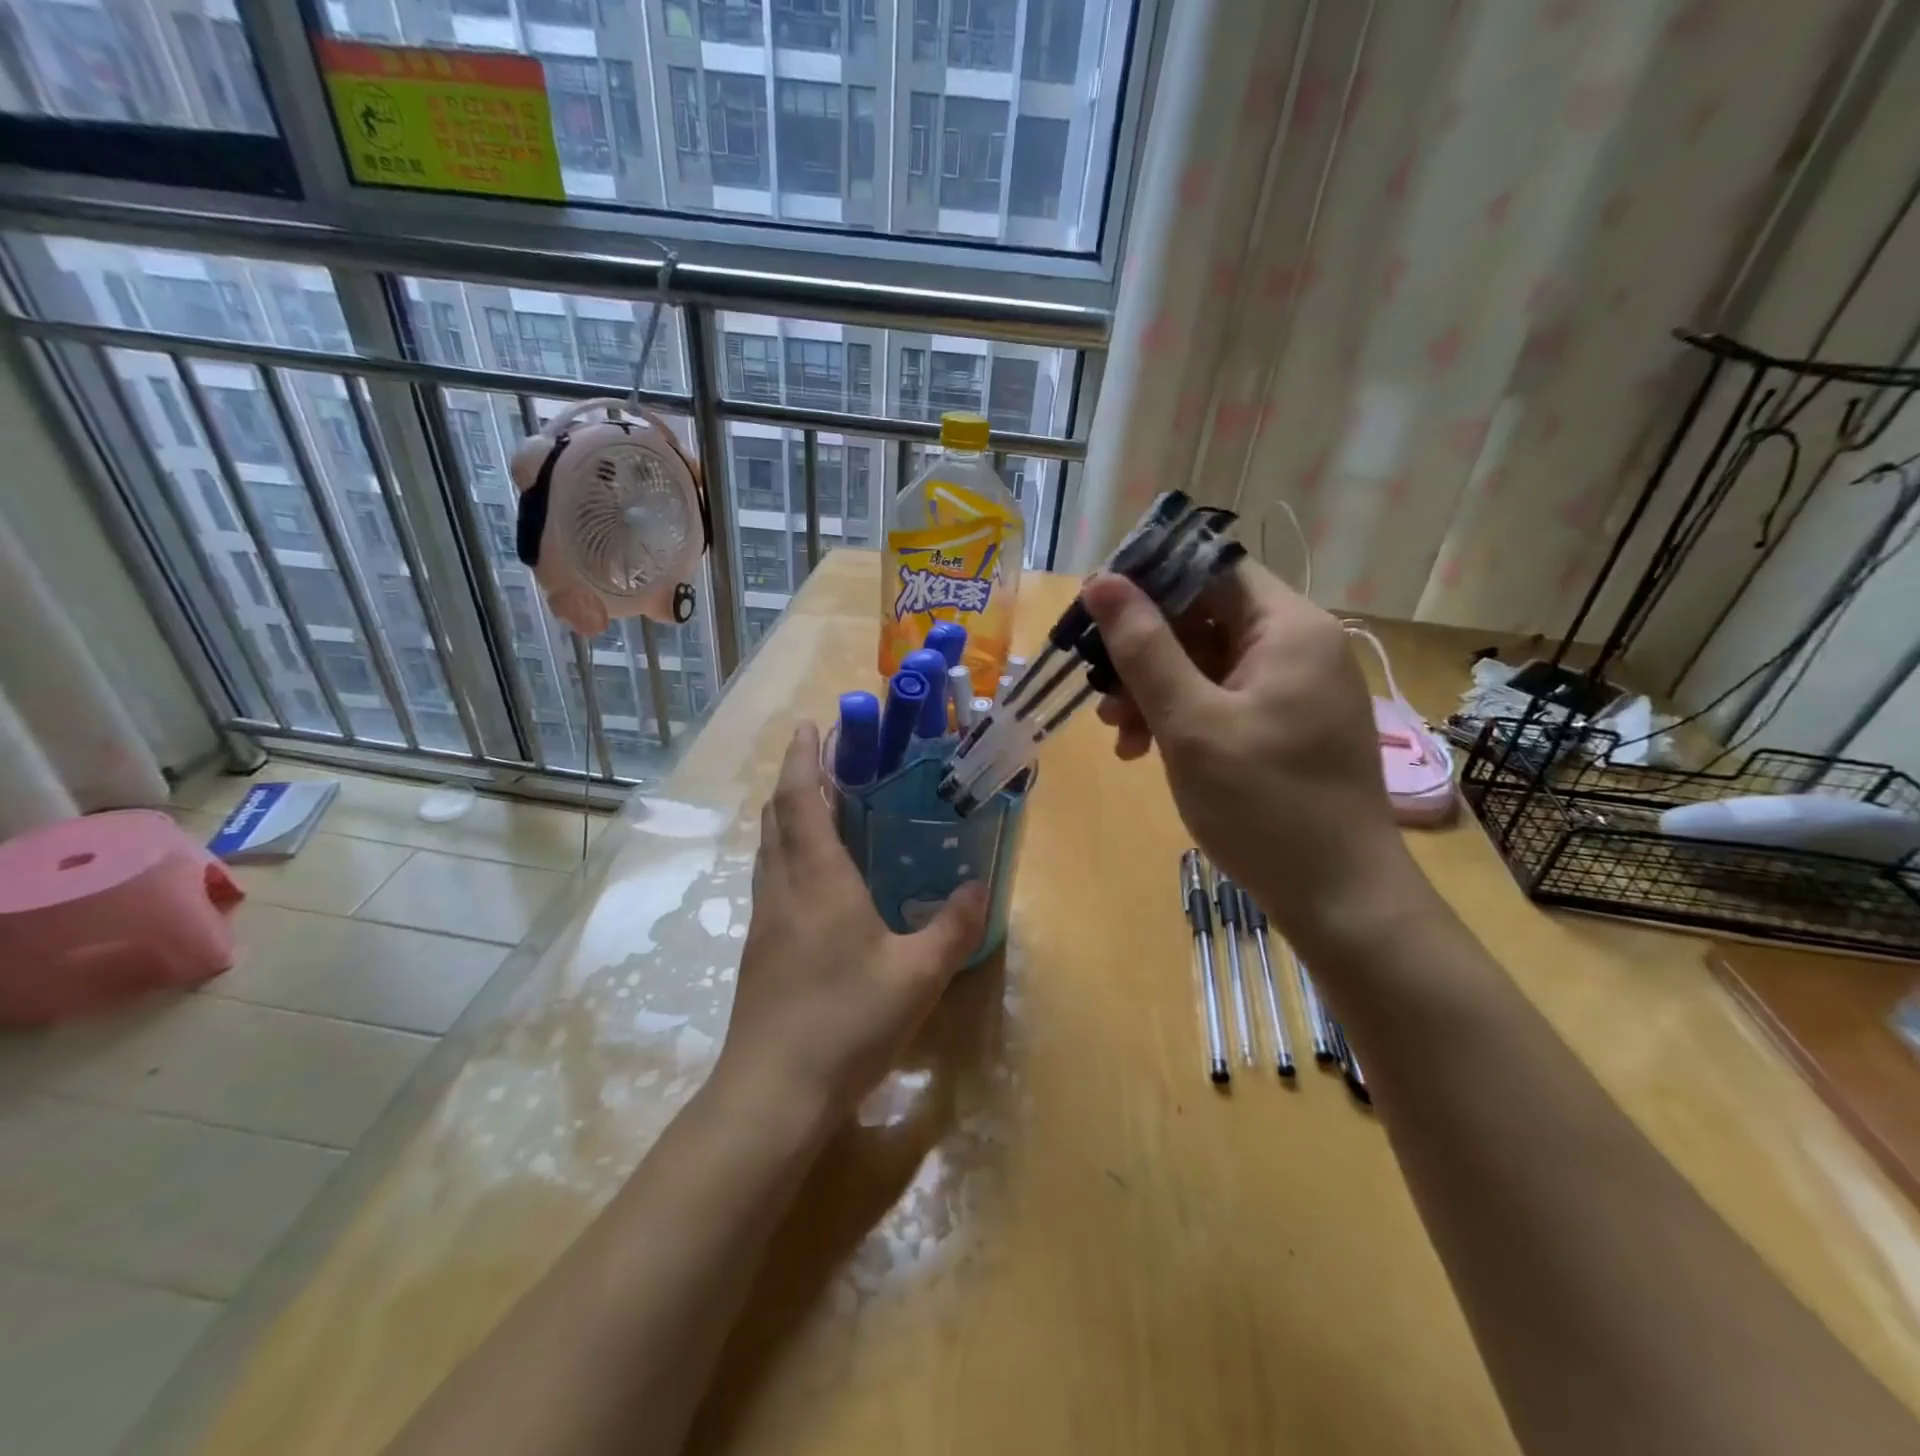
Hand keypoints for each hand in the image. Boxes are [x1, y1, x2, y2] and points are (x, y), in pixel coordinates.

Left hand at [714, 724, 987, 1132]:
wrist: (773, 1092)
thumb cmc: (847, 1021)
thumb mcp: (918, 976)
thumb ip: (952, 927)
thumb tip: (978, 887)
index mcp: (818, 879)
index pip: (801, 799)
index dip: (802, 757)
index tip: (810, 726)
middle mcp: (783, 889)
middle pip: (777, 817)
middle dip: (794, 779)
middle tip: (824, 761)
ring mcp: (765, 920)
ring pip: (769, 849)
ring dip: (786, 816)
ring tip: (818, 806)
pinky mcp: (759, 950)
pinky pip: (770, 879)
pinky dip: (786, 854)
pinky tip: (814, 879)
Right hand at [1084, 561, 1422, 942]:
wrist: (1339, 897)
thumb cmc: (1264, 804)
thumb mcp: (1190, 722)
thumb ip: (1143, 648)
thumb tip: (1100, 580)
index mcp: (1288, 628)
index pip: (1209, 572)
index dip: (1148, 584)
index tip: (1093, 616)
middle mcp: (1298, 646)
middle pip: (1203, 618)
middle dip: (1144, 652)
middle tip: (1099, 691)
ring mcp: (1293, 688)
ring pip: (1205, 663)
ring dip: (1154, 690)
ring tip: (1118, 733)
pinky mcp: (1285, 725)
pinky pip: (1221, 699)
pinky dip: (1180, 717)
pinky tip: (1144, 750)